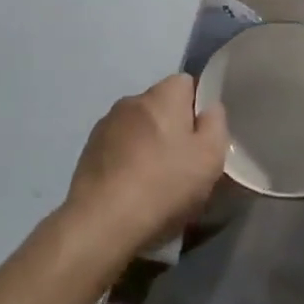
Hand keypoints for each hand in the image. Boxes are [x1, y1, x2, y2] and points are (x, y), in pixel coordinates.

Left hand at [62, 75, 229, 258]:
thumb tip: (209, 109)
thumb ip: (215, 125)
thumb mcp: (210, 158)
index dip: (198, 106)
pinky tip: (131, 188)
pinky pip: (117, 147)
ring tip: (155, 180)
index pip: (186, 82)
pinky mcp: (89, 150)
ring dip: (148, 143)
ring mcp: (105, 125)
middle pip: (160, 105)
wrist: (103, 221)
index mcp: (162, 96)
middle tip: (184, 163)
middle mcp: (131, 101)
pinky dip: (126, 160)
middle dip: (172, 126)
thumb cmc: (164, 185)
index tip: (203, 137)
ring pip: (137, 126)